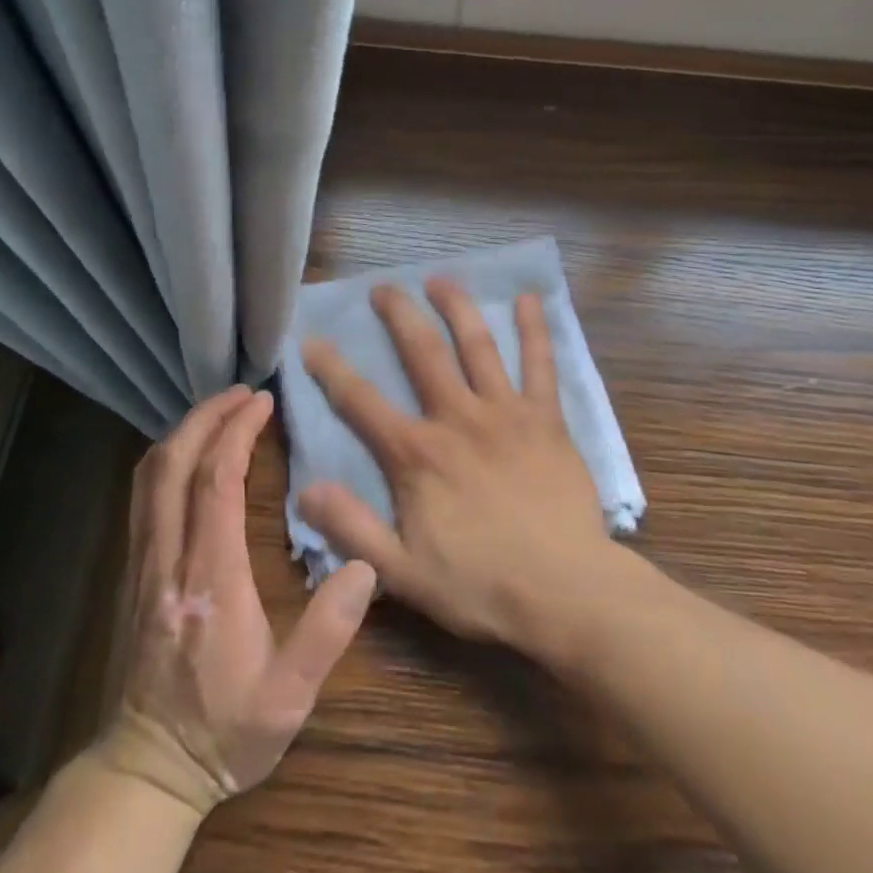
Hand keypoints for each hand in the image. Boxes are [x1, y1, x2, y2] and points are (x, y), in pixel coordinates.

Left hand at [96, 387, 376, 815]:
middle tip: (242, 392)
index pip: (216, 483)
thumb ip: (327, 632)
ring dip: (183, 433)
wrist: (146, 770)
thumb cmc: (225, 731)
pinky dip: (167, 459)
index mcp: (210, 578)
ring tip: (218, 412)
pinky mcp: (133, 572)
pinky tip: (190, 456)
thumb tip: (365, 566)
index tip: (262, 401)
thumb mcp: (289, 697)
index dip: (237, 433)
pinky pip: (142, 496)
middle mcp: (168, 558)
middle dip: (206, 417)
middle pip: (174, 464)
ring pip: (149, 476)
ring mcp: (142, 563)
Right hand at [298, 280, 618, 655]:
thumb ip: (353, 528)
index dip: (332, 369)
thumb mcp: (403, 572)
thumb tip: (306, 490)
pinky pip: (541, 365)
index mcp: (417, 455)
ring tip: (441, 279)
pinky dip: (535, 331)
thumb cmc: (481, 586)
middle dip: (399, 316)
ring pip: (477, 346)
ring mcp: (505, 413)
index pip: (361, 402)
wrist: (566, 593)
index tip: (312, 340)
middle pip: (422, 353)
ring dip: (457, 308)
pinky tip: (530, 300)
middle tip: (383, 288)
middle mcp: (457, 419)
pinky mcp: (546, 419)